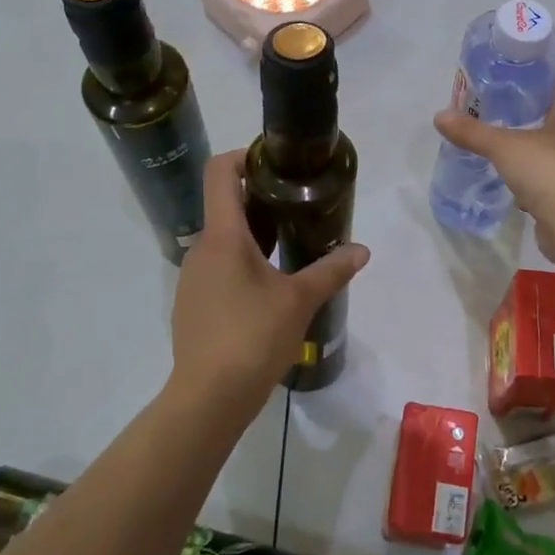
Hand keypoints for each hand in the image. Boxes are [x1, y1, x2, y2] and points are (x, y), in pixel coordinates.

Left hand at [168, 150, 369, 417]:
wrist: (207, 399)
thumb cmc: (252, 337)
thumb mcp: (300, 300)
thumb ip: (331, 270)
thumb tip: (361, 250)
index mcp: (222, 236)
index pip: (220, 172)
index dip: (244, 155)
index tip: (275, 163)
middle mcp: (201, 249)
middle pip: (225, 205)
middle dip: (260, 199)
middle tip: (298, 205)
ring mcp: (192, 278)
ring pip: (223, 239)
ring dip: (253, 234)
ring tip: (290, 245)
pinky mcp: (193, 304)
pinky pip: (217, 267)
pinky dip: (242, 263)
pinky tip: (268, 288)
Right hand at [434, 77, 554, 262]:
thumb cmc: (546, 170)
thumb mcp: (503, 146)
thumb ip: (472, 132)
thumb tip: (440, 116)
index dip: (548, 78)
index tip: (524, 76)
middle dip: (533, 112)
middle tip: (502, 107)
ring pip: (551, 150)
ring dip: (531, 146)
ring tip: (502, 142)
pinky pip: (545, 180)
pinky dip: (529, 178)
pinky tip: (510, 179)